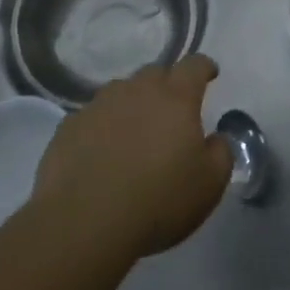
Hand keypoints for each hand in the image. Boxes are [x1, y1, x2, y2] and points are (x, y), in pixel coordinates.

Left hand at [32, 55, 233, 262]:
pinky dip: (103, 126)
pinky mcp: (68, 127)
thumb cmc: (158, 201)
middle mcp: (136, 92)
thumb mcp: (210, 184)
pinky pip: (93, 116)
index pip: (193, 66)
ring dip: (133, 103)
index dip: (204, 67)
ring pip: (121, 92)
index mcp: (175, 99)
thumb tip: (215, 138)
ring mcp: (97, 107)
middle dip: (168, 84)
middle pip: (155, 73)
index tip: (209, 74)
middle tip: (173, 109)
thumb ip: (220, 153)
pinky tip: (102, 151)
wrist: (84, 223)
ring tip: (135, 130)